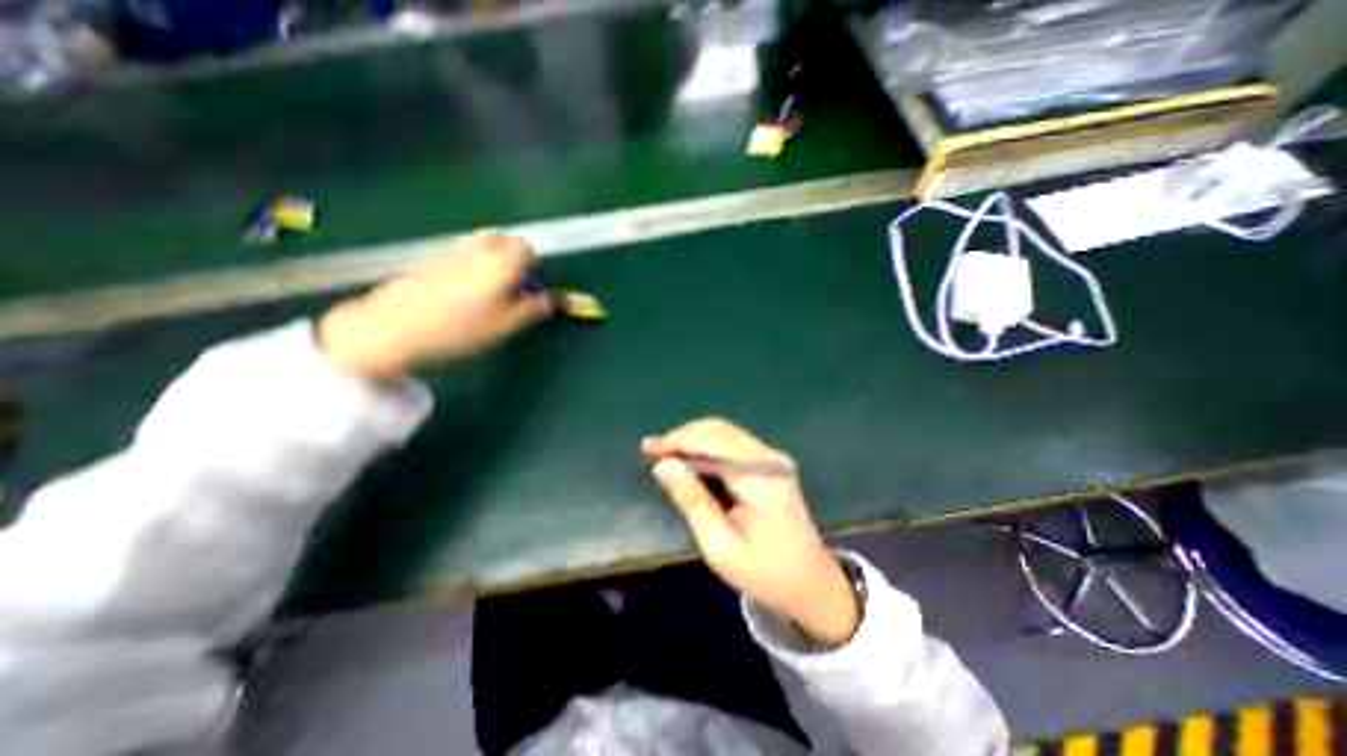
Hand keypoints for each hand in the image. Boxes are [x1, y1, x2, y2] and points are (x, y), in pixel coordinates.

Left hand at [318, 229, 548, 381]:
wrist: (394, 328)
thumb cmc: (459, 329)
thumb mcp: (505, 326)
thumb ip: (532, 310)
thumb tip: (551, 300)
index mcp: (499, 263)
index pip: (525, 247)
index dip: (533, 264)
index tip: (532, 284)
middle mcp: (475, 250)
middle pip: (501, 238)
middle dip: (511, 255)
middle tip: (512, 283)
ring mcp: (449, 252)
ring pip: (478, 246)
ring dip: (490, 259)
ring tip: (488, 291)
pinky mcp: (428, 261)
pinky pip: (458, 255)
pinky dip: (468, 266)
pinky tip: (460, 294)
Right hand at [637, 419, 849, 643]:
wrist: (809, 581)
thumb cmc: (764, 573)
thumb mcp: (720, 548)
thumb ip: (692, 502)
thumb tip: (662, 465)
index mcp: (762, 481)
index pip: (714, 443)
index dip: (678, 441)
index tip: (647, 448)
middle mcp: (771, 460)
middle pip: (720, 430)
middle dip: (683, 436)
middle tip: (651, 450)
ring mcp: (774, 459)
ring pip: (725, 432)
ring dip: (693, 438)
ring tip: (665, 453)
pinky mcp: (771, 463)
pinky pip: (733, 442)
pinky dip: (707, 444)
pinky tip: (690, 457)